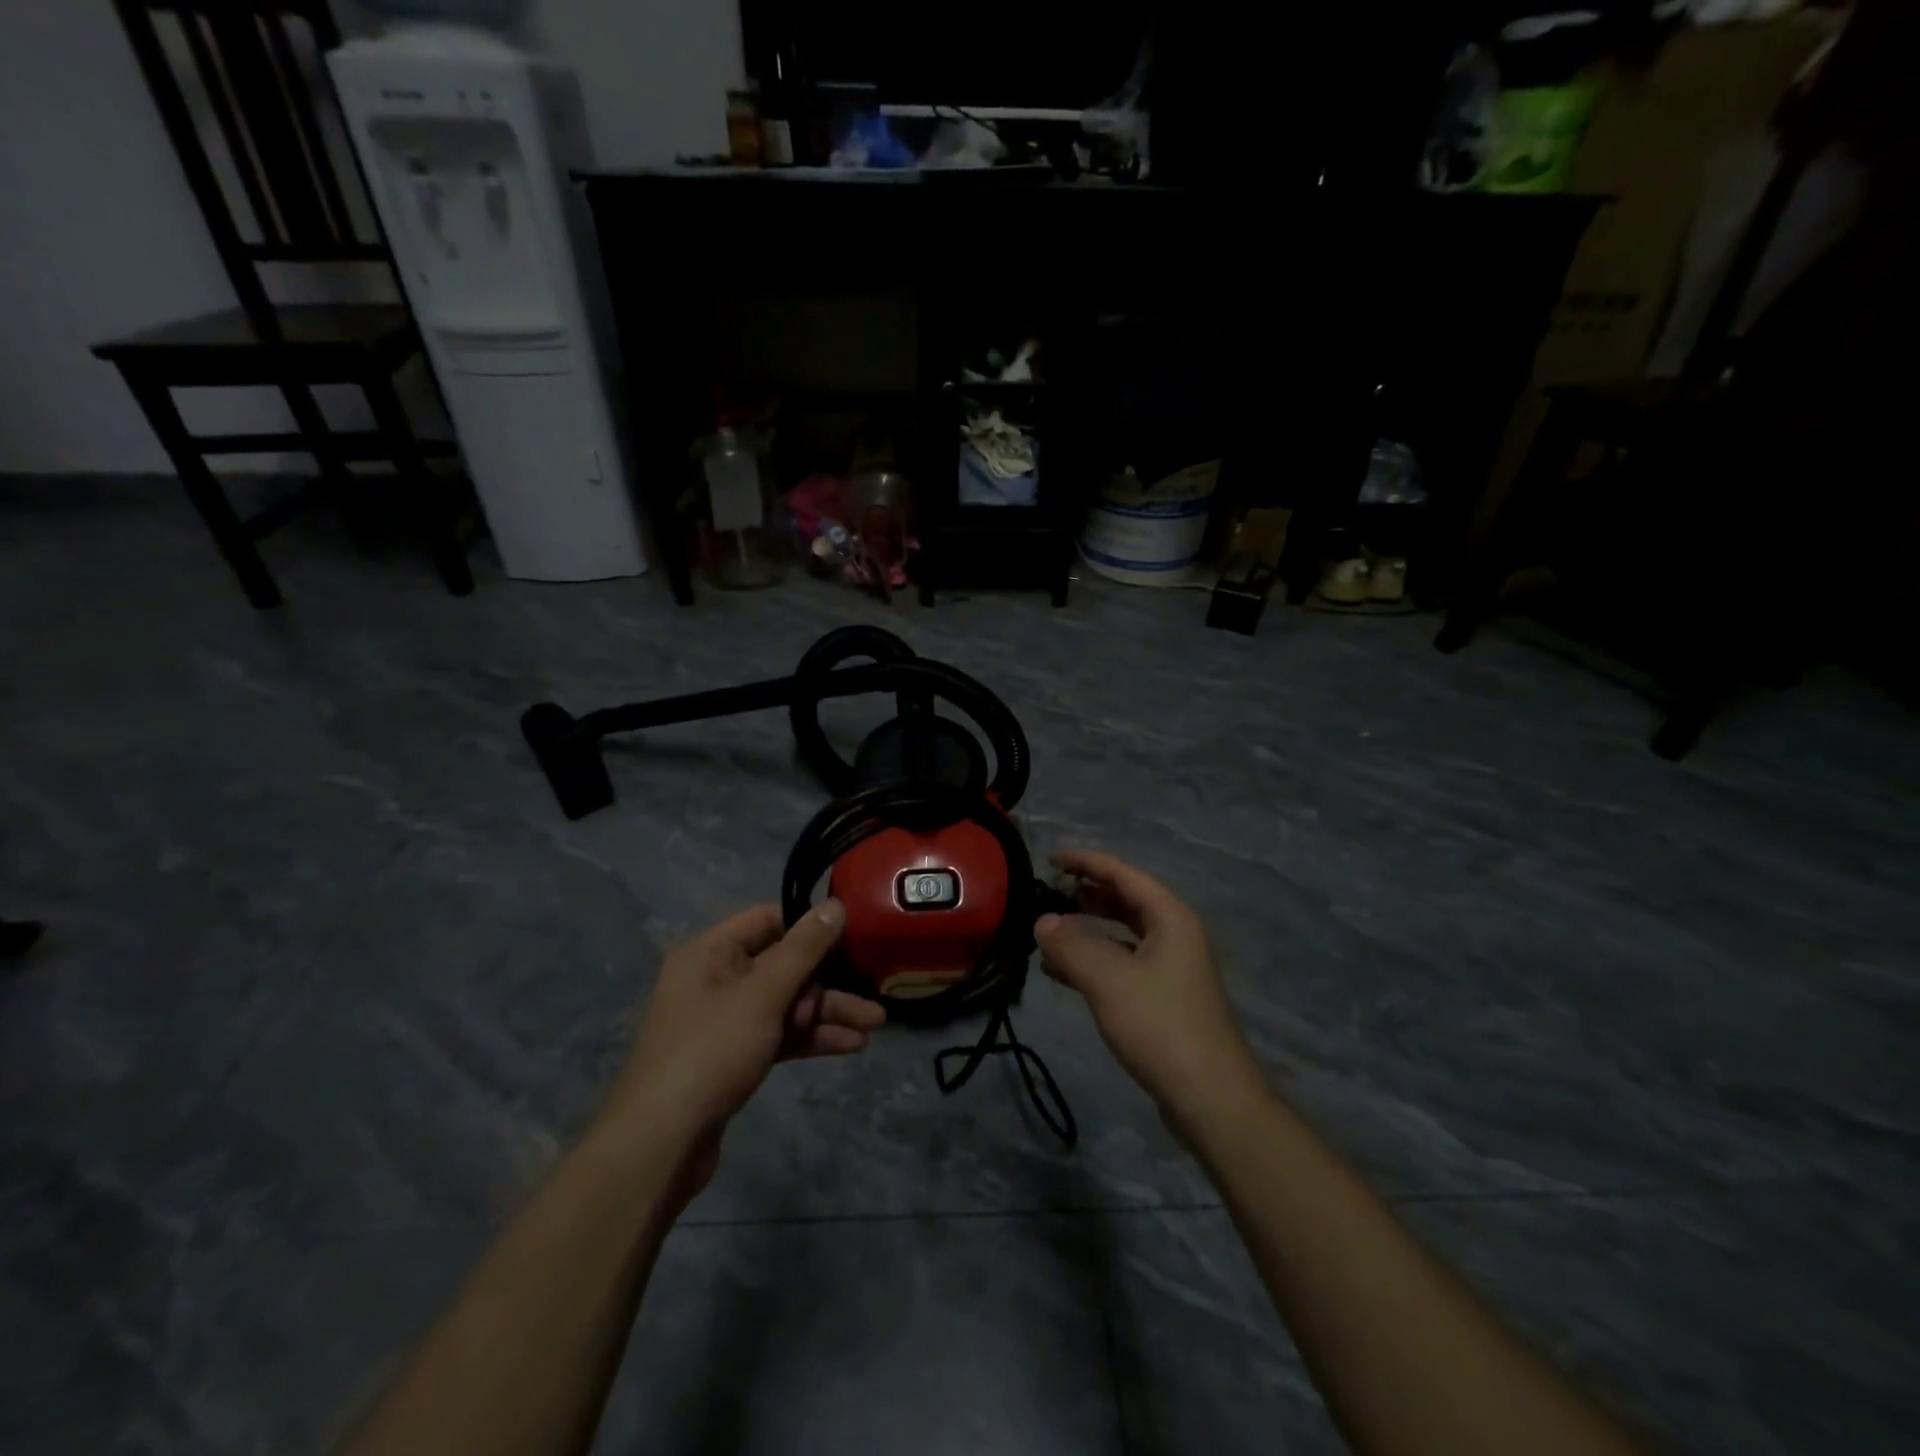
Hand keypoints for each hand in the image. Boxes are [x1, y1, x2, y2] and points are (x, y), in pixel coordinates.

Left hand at [604, 900, 883, 1154]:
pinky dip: (810, 1037)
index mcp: (709, 952)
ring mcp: (725, 1020)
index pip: (767, 919)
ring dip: (827, 1012)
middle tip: (872, 991)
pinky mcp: (734, 1056)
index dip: (809, 925)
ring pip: (786, 1003)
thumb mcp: (763, 994)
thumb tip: (836, 903)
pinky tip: (850, 1045)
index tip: (852, 933)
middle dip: (828, 981)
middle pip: (782, 965)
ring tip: (874, 1025)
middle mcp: (715, 979)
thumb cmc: (711, 1051)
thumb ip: (804, 948)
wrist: (662, 1146)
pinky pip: (779, 1033)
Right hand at [1035, 850, 1263, 1124]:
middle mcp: (1175, 935)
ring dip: (1088, 929)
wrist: (1211, 1097)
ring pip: (1123, 933)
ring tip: (1049, 933)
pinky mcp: (1165, 998)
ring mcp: (1172, 968)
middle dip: (1087, 893)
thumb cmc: (1160, 1026)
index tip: (1050, 858)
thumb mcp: (1107, 980)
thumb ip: (1070, 945)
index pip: (1123, 873)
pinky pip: (1124, 963)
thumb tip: (1042, 922)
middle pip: (1126, 900)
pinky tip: (1064, 974)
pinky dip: (1095, 960)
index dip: (1086, 861)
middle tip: (1049, 892)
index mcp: (1170, 918)